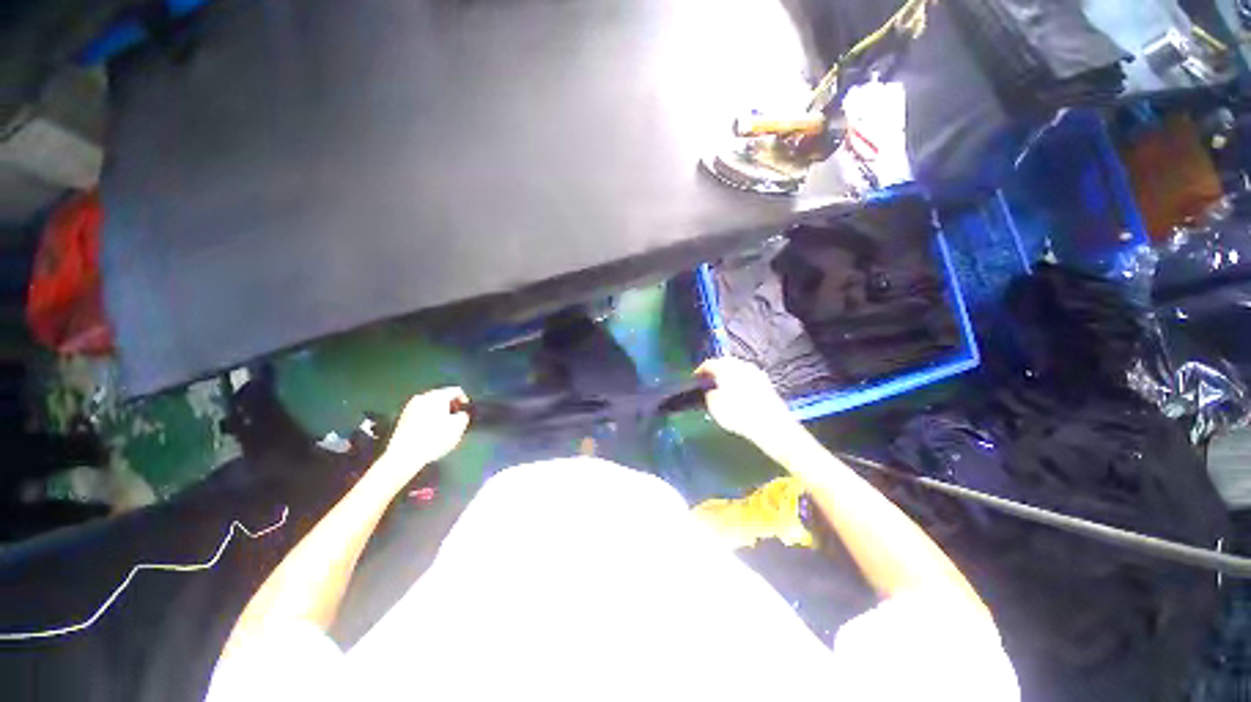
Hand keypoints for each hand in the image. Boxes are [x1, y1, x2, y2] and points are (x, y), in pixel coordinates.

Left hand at [382, 387, 470, 471]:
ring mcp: (410, 407)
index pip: (456, 391)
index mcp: (437, 396)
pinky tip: (430, 432)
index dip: (464, 400)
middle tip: (456, 419)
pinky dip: (428, 419)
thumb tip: (462, 414)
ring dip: (439, 413)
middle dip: (450, 407)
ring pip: (431, 405)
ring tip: (444, 427)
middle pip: (442, 396)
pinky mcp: (403, 418)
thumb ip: (464, 415)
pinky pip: (421, 413)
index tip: (466, 411)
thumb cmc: (433, 439)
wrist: (405, 455)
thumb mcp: (458, 427)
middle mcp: (423, 397)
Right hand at [696, 357, 796, 442]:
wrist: (771, 425)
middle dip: (717, 370)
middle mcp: (741, 365)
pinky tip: (741, 393)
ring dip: (731, 375)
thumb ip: (708, 395)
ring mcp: (756, 373)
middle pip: (725, 363)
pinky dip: (743, 382)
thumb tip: (710, 391)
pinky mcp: (767, 383)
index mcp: (725, 367)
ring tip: (724, 387)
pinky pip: (749, 378)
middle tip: (709, 381)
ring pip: (739, 369)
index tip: (696, 378)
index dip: (700, 371)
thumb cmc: (739, 414)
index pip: (708, 363)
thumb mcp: (714, 407)